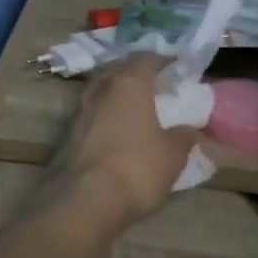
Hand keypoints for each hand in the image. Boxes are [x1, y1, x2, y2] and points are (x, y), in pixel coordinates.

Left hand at [51, 55, 197, 225]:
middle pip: (118, 71)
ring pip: (102, 91)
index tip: (177, 66)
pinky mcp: (68, 133)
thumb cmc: (137, 167)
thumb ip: (183, 136)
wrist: (86, 198)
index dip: (163, 60)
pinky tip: (119, 129)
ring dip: (118, 95)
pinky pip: (94, 114)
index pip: (145, 59)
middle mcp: (101, 89)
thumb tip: (189, 128)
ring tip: (138, 107)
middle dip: (136, 74)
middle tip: (156, 84)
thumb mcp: (173, 154)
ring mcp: (80, 110)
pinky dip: (107, 115)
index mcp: (128, 84)